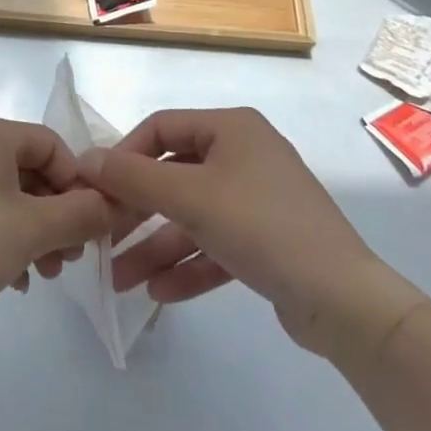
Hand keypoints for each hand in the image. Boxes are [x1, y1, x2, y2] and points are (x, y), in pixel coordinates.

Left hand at [0, 114, 113, 338]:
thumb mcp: (31, 230)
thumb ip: (79, 215)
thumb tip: (113, 205)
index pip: (52, 145)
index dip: (78, 183)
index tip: (93, 227)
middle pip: (32, 170)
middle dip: (58, 215)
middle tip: (72, 258)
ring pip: (10, 196)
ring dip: (36, 232)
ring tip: (47, 274)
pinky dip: (7, 239)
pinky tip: (17, 279)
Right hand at [79, 108, 426, 365]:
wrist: (346, 303)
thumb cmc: (262, 227)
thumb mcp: (190, 198)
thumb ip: (132, 178)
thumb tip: (84, 160)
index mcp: (231, 128)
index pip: (161, 128)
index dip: (124, 155)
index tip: (97, 188)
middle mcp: (244, 155)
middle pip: (174, 176)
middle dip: (138, 212)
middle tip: (104, 237)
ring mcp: (257, 200)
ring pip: (192, 217)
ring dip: (156, 246)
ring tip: (122, 281)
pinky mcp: (266, 241)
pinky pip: (215, 245)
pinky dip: (187, 265)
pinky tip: (158, 292)